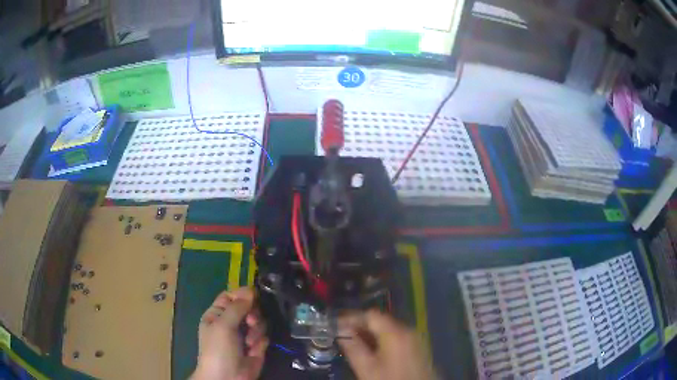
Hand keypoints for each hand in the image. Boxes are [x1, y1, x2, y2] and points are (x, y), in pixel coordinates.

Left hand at [192, 287, 268, 379]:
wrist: (228, 378)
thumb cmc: (218, 349)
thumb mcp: (223, 325)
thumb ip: (237, 307)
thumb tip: (251, 290)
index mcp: (218, 314)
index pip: (231, 296)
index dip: (242, 295)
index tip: (254, 296)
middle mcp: (232, 322)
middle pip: (249, 307)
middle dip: (252, 313)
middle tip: (250, 322)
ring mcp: (245, 335)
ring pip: (259, 321)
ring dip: (256, 330)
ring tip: (249, 342)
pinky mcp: (257, 346)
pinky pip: (264, 336)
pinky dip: (260, 342)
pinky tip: (253, 350)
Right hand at [338, 310, 436, 379]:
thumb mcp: (366, 367)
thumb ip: (353, 347)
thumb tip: (340, 330)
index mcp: (396, 332)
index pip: (370, 315)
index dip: (352, 317)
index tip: (336, 323)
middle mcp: (408, 330)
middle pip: (381, 321)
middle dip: (360, 326)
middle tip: (342, 334)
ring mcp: (415, 339)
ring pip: (389, 329)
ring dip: (370, 333)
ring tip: (353, 342)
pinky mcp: (417, 348)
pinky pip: (397, 337)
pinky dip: (382, 340)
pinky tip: (372, 350)